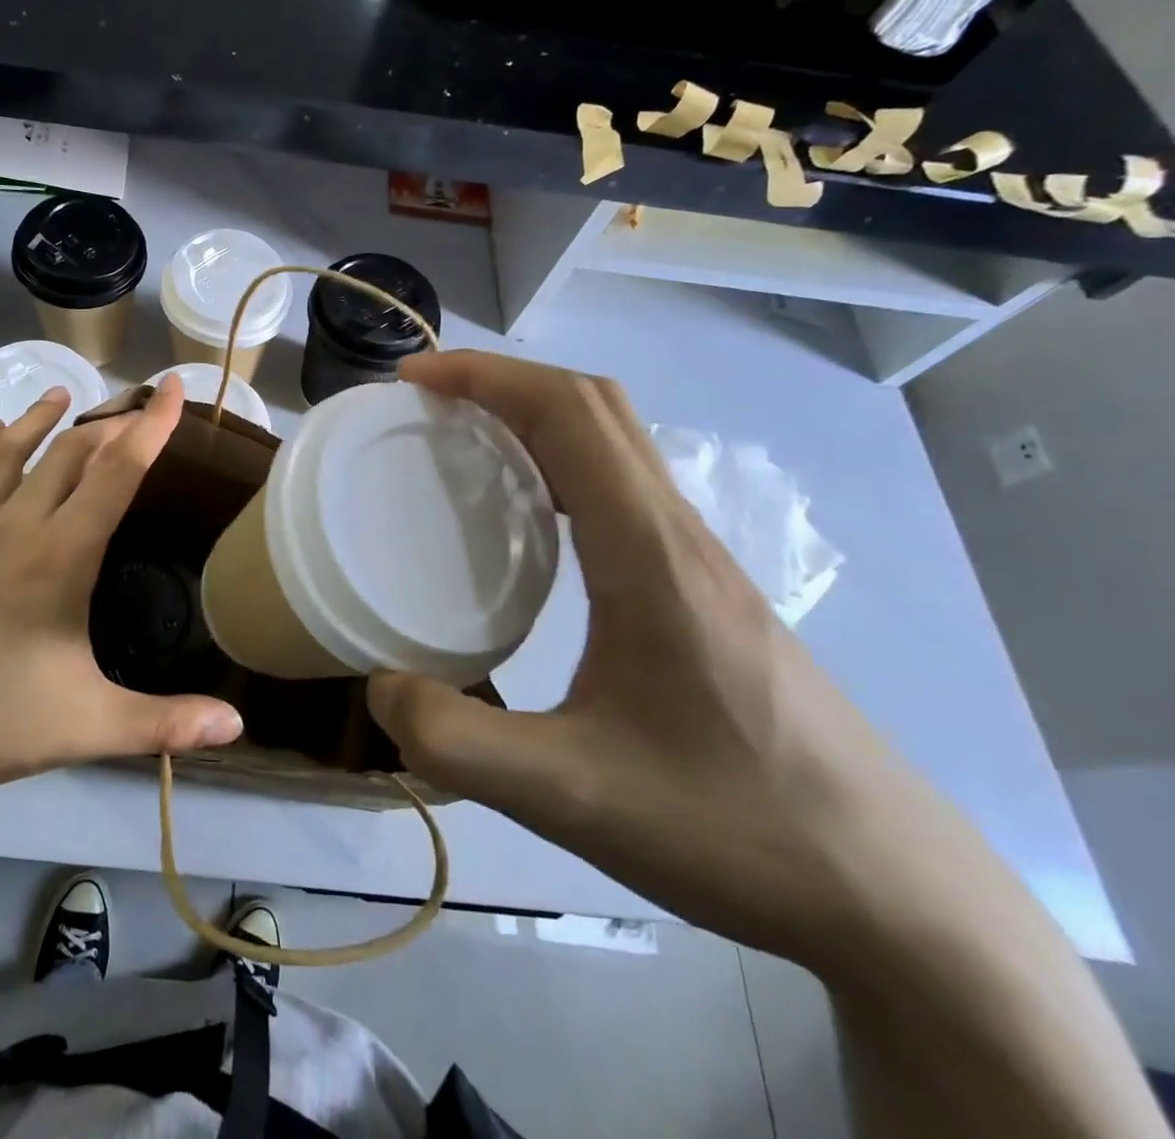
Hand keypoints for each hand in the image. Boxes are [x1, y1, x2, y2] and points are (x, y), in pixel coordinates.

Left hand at [0, 377, 242, 850]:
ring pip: (7, 452)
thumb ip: (163, 723)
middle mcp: (15, 524)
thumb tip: (237, 726)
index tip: (175, 387)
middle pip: (68, 452)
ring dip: (38, 419)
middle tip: (133, 405)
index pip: (118, 472)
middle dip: (107, 422)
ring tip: (59, 394)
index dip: (152, 426)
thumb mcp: (85, 727)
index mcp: (61, 554)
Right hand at [366, 351, 955, 971]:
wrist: (895, 898)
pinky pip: (622, 489)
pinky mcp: (705, 591)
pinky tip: (527, 526)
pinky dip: (561, 466)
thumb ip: (457, 742)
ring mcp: (699, 561)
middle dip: (504, 380)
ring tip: (463, 445)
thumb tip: (378, 689)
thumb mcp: (571, 796)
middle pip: (595, 407)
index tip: (413, 378)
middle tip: (427, 403)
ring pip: (616, 444)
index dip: (484, 375)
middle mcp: (677, 535)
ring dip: (536, 417)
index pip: (567, 413)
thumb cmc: (734, 830)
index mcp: (648, 554)